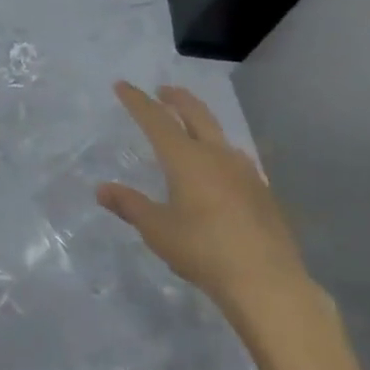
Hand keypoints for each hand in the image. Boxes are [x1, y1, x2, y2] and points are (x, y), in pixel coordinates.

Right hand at [96, 82, 314, 325]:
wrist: (268, 284)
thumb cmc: (203, 250)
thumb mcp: (156, 229)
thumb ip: (130, 205)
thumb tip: (101, 189)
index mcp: (186, 159)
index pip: (156, 120)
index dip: (137, 101)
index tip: (123, 85)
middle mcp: (217, 157)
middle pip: (196, 116)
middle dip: (178, 100)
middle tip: (164, 90)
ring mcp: (245, 174)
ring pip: (220, 136)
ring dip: (203, 124)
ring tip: (192, 128)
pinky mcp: (263, 195)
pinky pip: (236, 160)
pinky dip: (220, 152)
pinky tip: (221, 169)